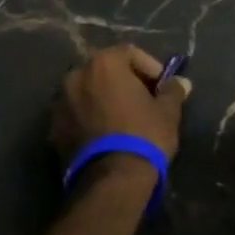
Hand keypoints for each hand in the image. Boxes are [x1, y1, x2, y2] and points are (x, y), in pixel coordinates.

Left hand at [51, 44, 190, 170]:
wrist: (111, 181)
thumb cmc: (143, 136)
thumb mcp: (167, 112)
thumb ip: (172, 90)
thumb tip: (181, 82)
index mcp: (104, 63)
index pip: (130, 53)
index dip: (150, 68)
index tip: (162, 87)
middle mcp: (76, 75)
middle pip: (105, 70)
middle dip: (125, 81)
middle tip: (144, 100)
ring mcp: (60, 102)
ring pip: (88, 91)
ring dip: (104, 98)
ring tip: (123, 119)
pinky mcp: (53, 128)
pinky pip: (76, 113)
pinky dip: (90, 117)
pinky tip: (106, 134)